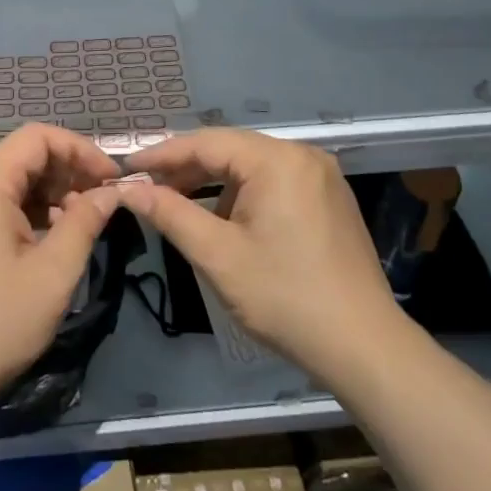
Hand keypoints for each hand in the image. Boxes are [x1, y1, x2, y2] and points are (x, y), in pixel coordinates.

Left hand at [0, 124, 121, 412]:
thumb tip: (113, 191)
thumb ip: (85, 221)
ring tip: (84, 221)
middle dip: (68, 171)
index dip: (80, 149)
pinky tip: (53, 235)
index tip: (112, 178)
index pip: (37, 137)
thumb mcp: (53, 272)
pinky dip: (29, 209)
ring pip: (12, 179)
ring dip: (51, 192)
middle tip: (104, 200)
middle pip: (24, 155)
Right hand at [116, 128, 406, 390]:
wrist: (364, 347)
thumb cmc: (285, 298)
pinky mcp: (330, 198)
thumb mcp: (217, 255)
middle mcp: (302, 155)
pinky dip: (243, 194)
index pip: (206, 143)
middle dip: (187, 168)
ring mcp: (321, 176)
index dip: (162, 154)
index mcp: (277, 160)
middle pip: (230, 150)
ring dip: (214, 183)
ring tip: (179, 205)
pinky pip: (274, 181)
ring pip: (252, 166)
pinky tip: (225, 219)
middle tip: (147, 187)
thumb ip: (169, 213)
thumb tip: (128, 189)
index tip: (126, 167)